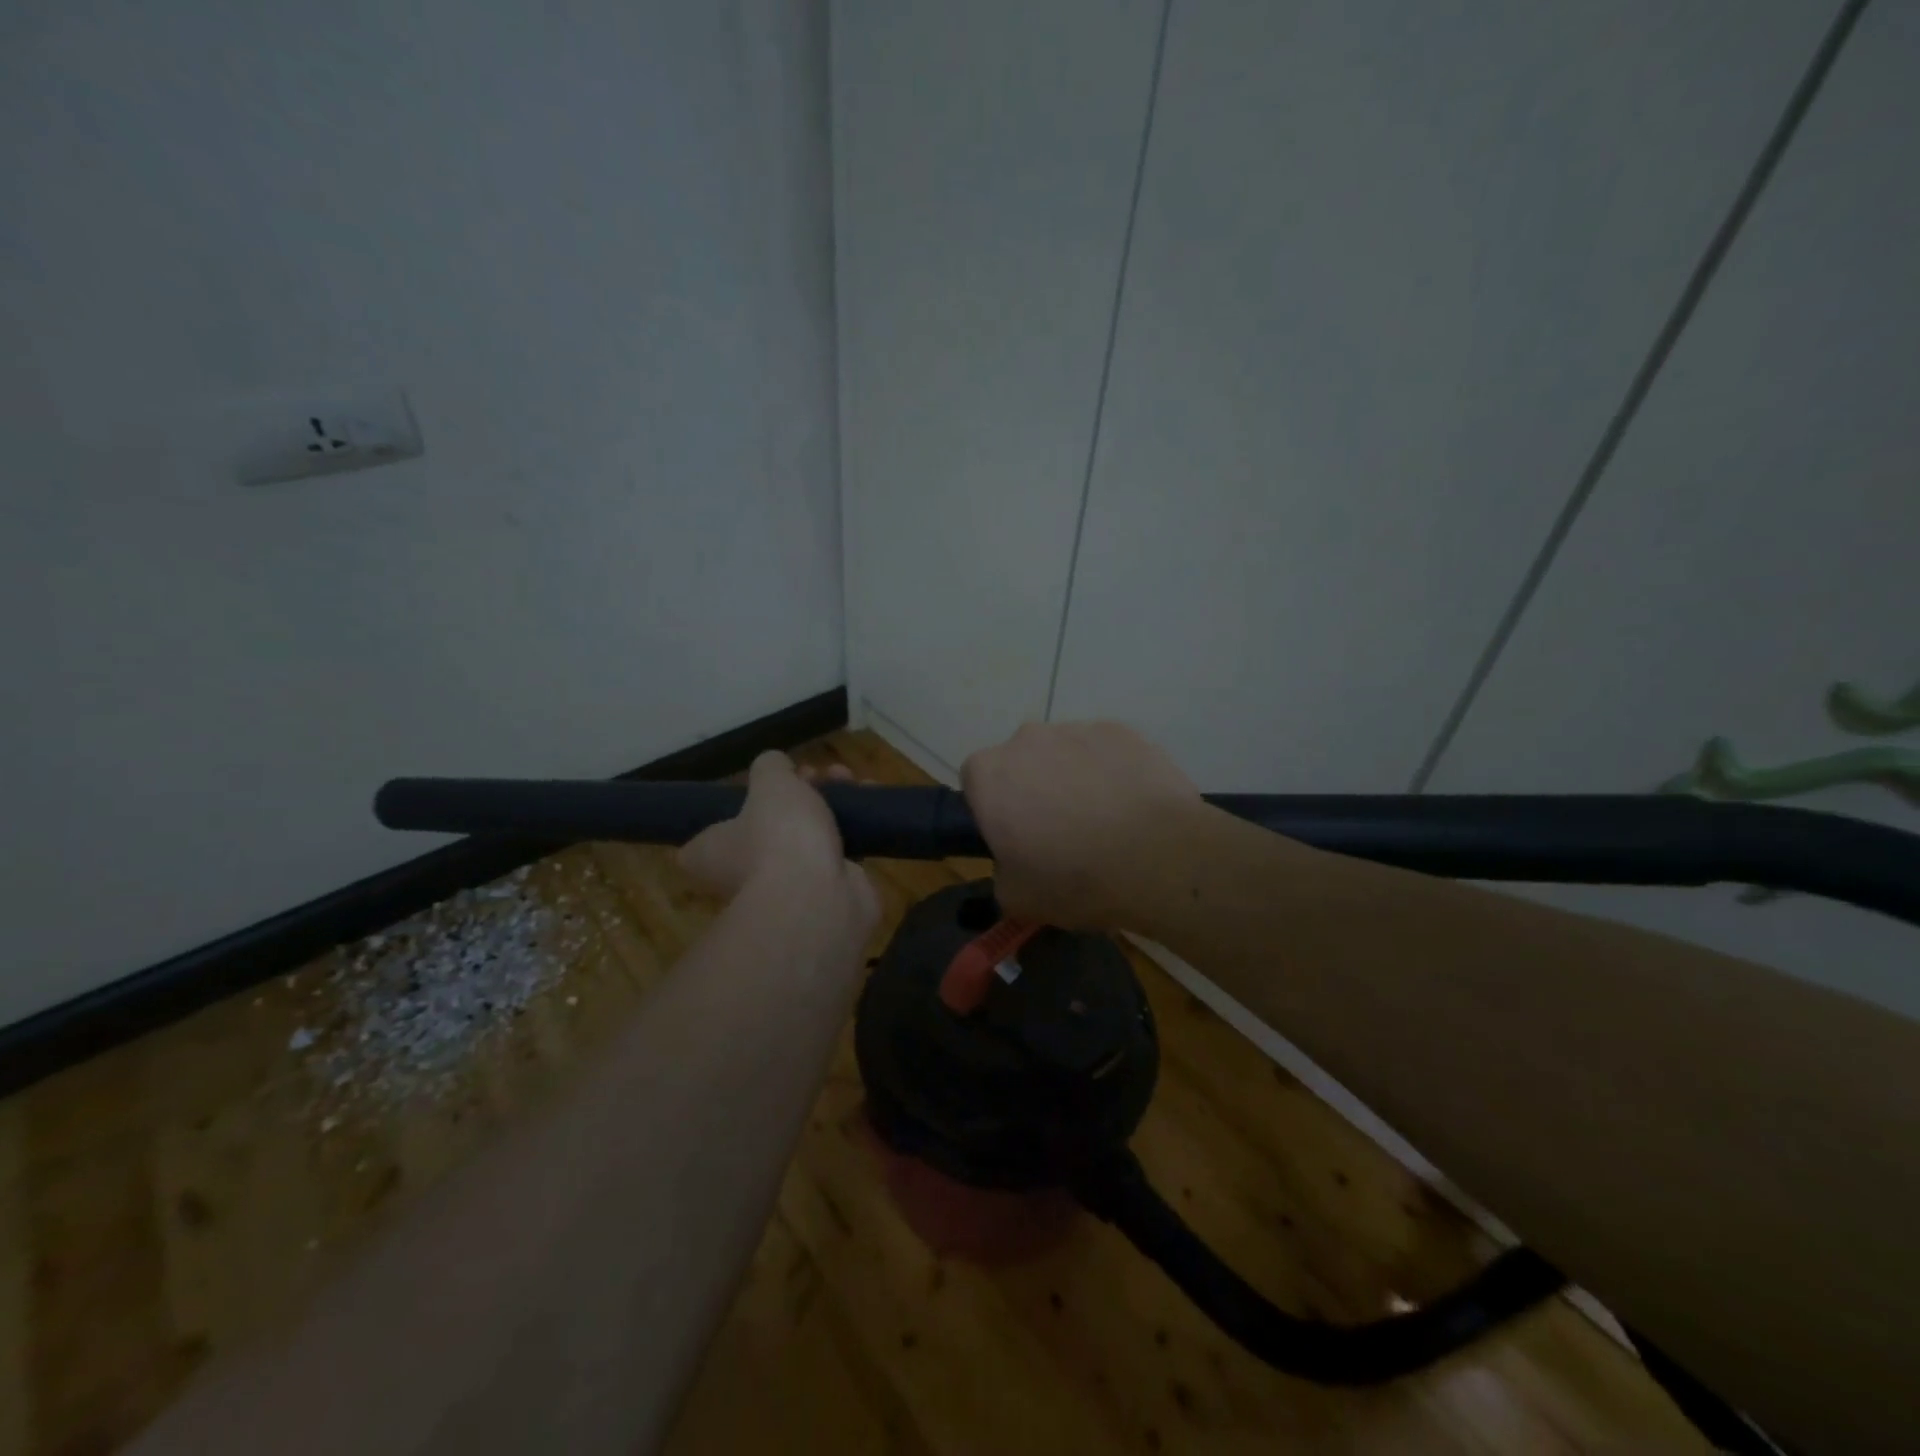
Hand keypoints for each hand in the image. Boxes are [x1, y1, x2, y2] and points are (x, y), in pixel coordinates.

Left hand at [680, 752, 877, 928]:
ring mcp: (786, 888)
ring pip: (807, 836)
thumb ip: (770, 766)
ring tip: (851, 781)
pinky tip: (869, 805)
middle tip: (818, 775)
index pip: (708, 834)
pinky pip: (837, 853)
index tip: (766, 785)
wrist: (819, 899)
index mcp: (712, 854)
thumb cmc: (779, 837)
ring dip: (830, 805)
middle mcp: (742, 874)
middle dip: (799, 793)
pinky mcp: (825, 894)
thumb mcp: (770, 782)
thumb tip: (775, 766)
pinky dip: (853, 829)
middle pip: (769, 826)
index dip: (737, 805)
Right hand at [961, 722, 1200, 930]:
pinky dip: (1112, 772)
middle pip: (1021, 761)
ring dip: (1074, 779)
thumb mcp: (1017, 898)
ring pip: (1065, 753)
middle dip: (1034, 789)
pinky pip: (1105, 751)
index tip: (1015, 836)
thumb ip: (1002, 872)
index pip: (976, 781)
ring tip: (1105, 821)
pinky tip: (1132, 806)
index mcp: (990, 775)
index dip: (994, 808)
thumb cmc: (1075, 880)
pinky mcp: (1121, 731)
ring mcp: (1077, 729)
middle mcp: (1027, 740)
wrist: (1159, 859)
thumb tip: (1015, 863)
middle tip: (1061, 831)